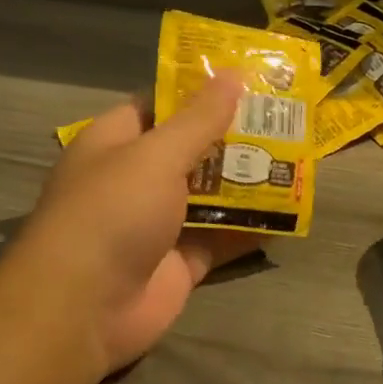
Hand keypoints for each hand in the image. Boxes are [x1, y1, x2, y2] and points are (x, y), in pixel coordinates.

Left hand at [12, 75, 261, 377]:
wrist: (84, 310)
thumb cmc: (112, 213)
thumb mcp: (157, 155)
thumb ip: (199, 118)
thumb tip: (232, 73)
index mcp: (117, 143)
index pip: (160, 105)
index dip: (199, 90)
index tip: (247, 79)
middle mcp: (136, 179)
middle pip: (192, 149)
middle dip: (235, 135)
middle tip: (287, 117)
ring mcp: (159, 223)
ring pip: (211, 193)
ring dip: (249, 179)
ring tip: (298, 156)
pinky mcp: (181, 261)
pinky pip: (223, 236)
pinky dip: (251, 226)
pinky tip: (290, 210)